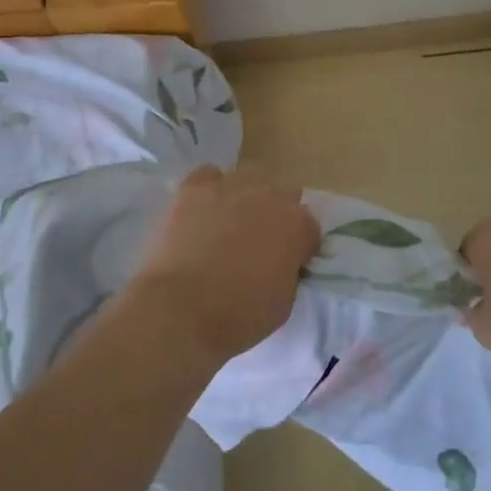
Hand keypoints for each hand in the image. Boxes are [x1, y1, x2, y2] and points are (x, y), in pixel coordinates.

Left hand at [130, 165, 320, 368]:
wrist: (180, 309)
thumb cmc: (238, 315)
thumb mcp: (284, 302)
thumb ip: (289, 270)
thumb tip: (281, 262)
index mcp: (297, 224)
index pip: (309, 226)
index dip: (300, 246)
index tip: (289, 262)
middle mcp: (269, 195)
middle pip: (282, 192)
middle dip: (276, 213)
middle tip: (260, 240)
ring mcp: (231, 185)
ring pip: (248, 176)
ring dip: (246, 195)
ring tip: (229, 221)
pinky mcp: (195, 186)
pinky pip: (209, 175)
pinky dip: (210, 188)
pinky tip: (202, 209)